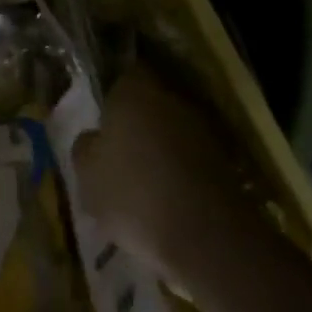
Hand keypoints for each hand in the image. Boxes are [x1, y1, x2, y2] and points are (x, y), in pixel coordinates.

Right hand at [74, 62, 255, 274]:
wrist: (206, 236)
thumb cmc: (133, 193)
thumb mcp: (87, 174)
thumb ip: (86, 148)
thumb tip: (94, 138)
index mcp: (136, 91)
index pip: (124, 75)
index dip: (112, 96)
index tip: (101, 119)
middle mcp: (173, 100)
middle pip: (150, 105)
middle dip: (135, 125)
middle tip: (116, 155)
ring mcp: (203, 131)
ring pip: (171, 134)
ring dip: (158, 152)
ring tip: (139, 187)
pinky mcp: (225, 163)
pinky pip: (190, 162)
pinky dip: (178, 176)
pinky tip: (165, 204)